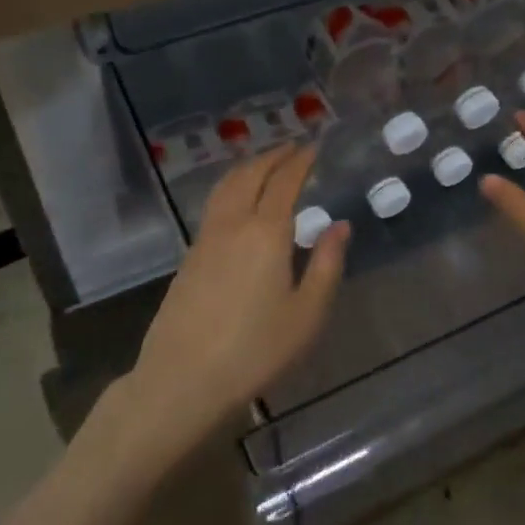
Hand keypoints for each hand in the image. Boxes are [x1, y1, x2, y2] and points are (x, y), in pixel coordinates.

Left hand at [129, 144, 348, 448]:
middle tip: (291, 148)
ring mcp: (205, 238)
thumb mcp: (307, 313)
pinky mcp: (189, 256)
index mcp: (266, 232)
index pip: (284, 182)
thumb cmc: (256, 349)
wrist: (184, 377)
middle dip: (272, 156)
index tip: (313, 147)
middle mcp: (233, 224)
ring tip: (264, 165)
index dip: (300, 161)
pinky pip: (213, 205)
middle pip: (250, 175)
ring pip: (226, 186)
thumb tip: (340, 225)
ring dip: (248, 168)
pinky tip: (237, 202)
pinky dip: (230, 188)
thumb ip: (327, 264)